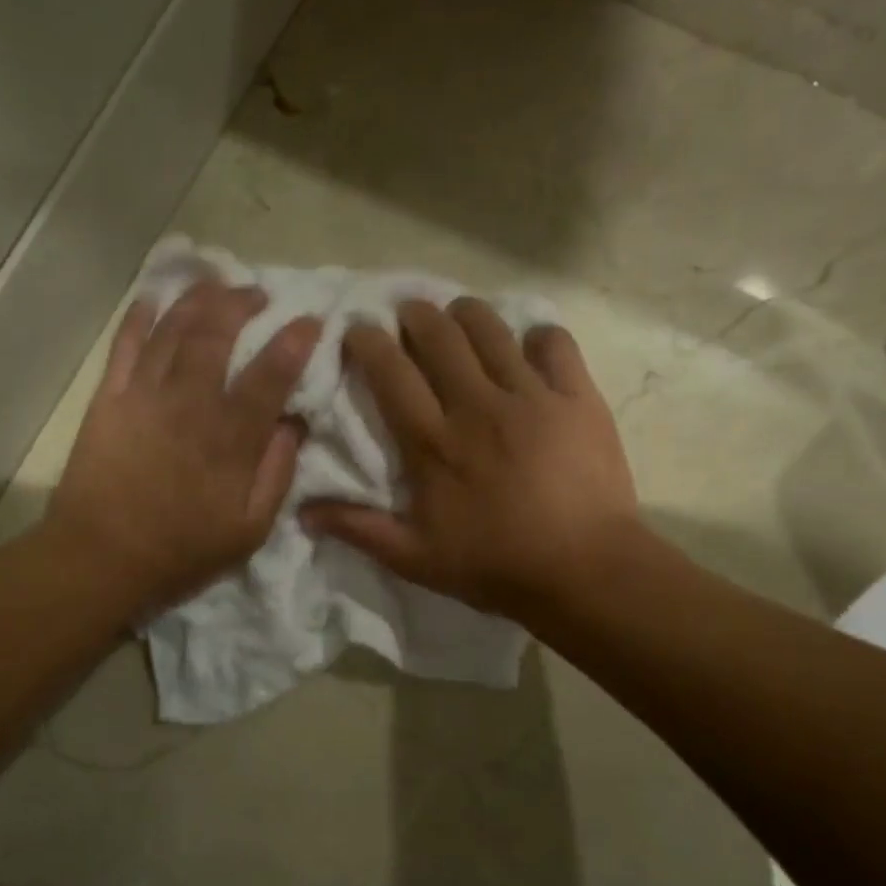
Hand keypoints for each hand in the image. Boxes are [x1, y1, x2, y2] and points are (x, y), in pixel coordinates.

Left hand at [47, 280, 320, 609]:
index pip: (271, 374)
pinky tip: (153, 298)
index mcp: (230, 437)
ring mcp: (144, 394)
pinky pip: (125, 344)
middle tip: (258, 294)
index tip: (311, 322)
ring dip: (197, 298)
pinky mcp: (108, 398)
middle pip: (217, 332)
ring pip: (173, 327)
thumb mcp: (250, 529)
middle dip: (242, 302)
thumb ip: (277, 474)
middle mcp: (189, 402)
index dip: (295, 341)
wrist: (102, 558)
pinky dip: (139, 315)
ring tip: (216, 284)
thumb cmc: (182, 550)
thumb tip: (293, 425)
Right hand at [301, 297, 638, 622]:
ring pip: (491, 328)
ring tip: (459, 319)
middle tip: (408, 316)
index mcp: (432, 441)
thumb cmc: (493, 566)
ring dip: (466, 314)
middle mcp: (476, 405)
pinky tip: (529, 349)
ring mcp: (531, 396)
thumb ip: (358, 529)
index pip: (390, 371)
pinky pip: (554, 343)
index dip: (368, 341)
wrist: (583, 572)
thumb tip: (302, 512)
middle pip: (438, 334)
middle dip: (415, 314)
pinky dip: (537, 338)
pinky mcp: (576, 398)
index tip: (358, 329)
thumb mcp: (414, 558)